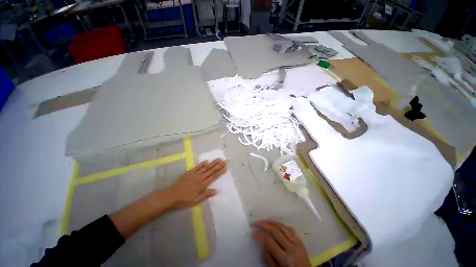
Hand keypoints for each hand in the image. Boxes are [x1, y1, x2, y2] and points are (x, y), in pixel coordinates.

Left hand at [165, 158, 226, 209]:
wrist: (170, 196)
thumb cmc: (183, 201)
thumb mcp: (195, 201)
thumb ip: (206, 195)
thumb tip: (216, 190)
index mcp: (202, 185)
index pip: (213, 176)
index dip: (220, 171)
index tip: (226, 167)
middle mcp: (199, 177)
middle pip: (211, 170)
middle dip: (219, 165)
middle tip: (225, 160)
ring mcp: (194, 174)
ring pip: (205, 167)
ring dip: (213, 163)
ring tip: (219, 159)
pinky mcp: (189, 173)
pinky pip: (197, 167)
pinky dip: (202, 164)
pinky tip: (206, 161)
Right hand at [253, 221, 310, 266]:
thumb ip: (269, 258)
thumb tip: (262, 244)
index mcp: (286, 259)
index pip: (270, 242)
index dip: (260, 236)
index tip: (253, 232)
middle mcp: (292, 249)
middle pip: (276, 231)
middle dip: (265, 225)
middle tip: (256, 222)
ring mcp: (298, 244)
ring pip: (283, 227)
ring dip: (272, 222)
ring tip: (264, 221)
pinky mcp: (301, 241)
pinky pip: (291, 229)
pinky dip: (282, 225)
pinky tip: (277, 225)